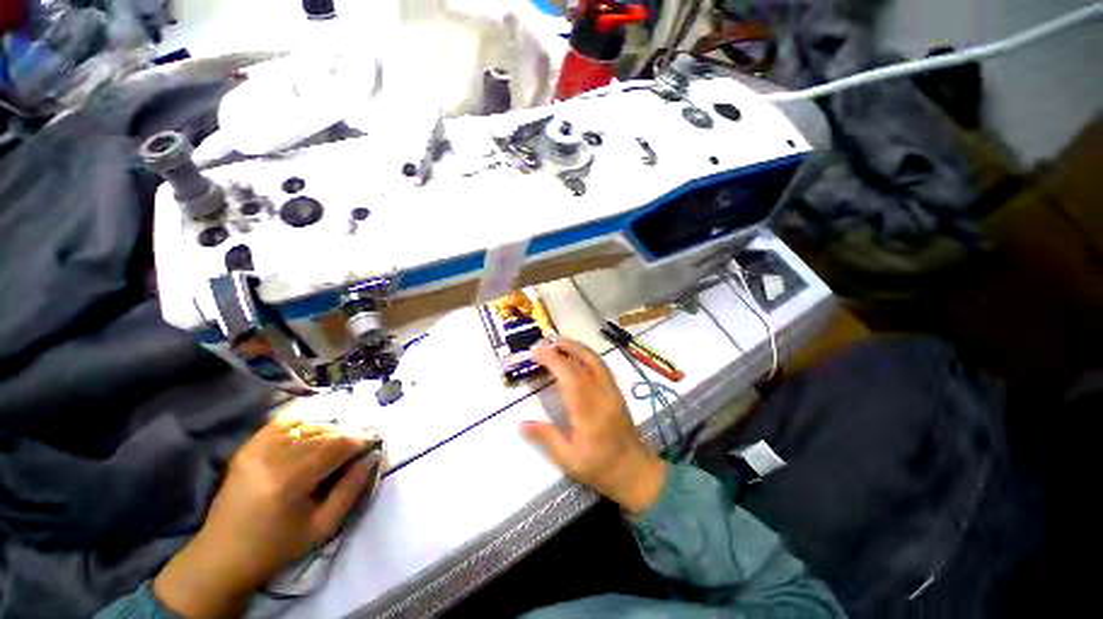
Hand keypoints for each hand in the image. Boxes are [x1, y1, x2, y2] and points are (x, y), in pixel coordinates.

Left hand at [154, 417, 376, 617]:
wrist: (222, 556)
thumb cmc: (277, 547)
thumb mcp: (323, 527)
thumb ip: (351, 489)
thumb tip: (372, 457)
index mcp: (291, 481)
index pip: (338, 445)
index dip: (360, 441)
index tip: (372, 446)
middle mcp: (273, 458)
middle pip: (324, 433)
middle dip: (346, 438)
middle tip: (354, 451)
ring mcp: (256, 450)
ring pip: (308, 426)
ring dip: (328, 433)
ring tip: (333, 448)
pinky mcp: (247, 448)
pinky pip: (284, 423)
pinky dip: (304, 424)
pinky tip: (311, 435)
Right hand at [522, 338, 665, 515]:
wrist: (636, 471)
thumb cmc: (600, 468)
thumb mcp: (568, 460)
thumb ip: (546, 437)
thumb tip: (521, 422)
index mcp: (588, 412)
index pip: (569, 376)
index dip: (552, 360)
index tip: (536, 352)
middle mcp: (602, 395)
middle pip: (583, 362)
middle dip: (563, 348)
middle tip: (546, 342)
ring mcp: (612, 391)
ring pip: (595, 360)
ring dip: (577, 347)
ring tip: (560, 342)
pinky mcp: (617, 391)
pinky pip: (602, 366)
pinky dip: (587, 355)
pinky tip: (578, 356)